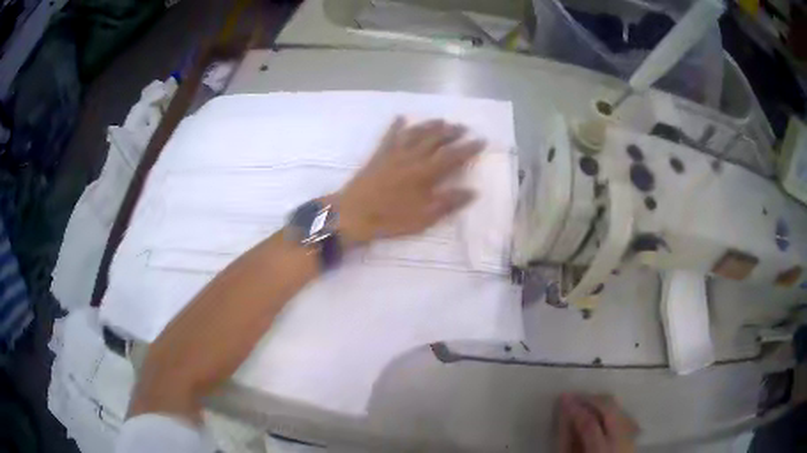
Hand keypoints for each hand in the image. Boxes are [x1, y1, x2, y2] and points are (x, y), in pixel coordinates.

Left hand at [333, 117, 484, 243]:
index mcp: (426, 172)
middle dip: (451, 131)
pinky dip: (396, 125)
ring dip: (430, 125)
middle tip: (463, 127)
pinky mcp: (379, 154)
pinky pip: (389, 135)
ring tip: (442, 120)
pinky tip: (401, 117)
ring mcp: (394, 153)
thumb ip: (449, 202)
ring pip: (416, 132)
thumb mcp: (424, 217)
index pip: (453, 155)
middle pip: (435, 138)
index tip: (481, 140)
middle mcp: (412, 157)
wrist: (353, 213)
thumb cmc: (390, 218)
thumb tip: (472, 191)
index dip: (469, 147)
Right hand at [557, 394, 637, 452]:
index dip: (576, 408)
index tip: (563, 397)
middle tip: (574, 396)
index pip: (589, 422)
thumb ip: (567, 441)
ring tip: (586, 403)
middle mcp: (620, 439)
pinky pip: (623, 415)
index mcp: (601, 449)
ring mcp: (630, 436)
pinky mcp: (633, 435)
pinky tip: (600, 414)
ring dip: (601, 402)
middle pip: (610, 408)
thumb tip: (564, 417)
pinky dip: (611, 411)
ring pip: (619, 408)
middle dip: (591, 398)